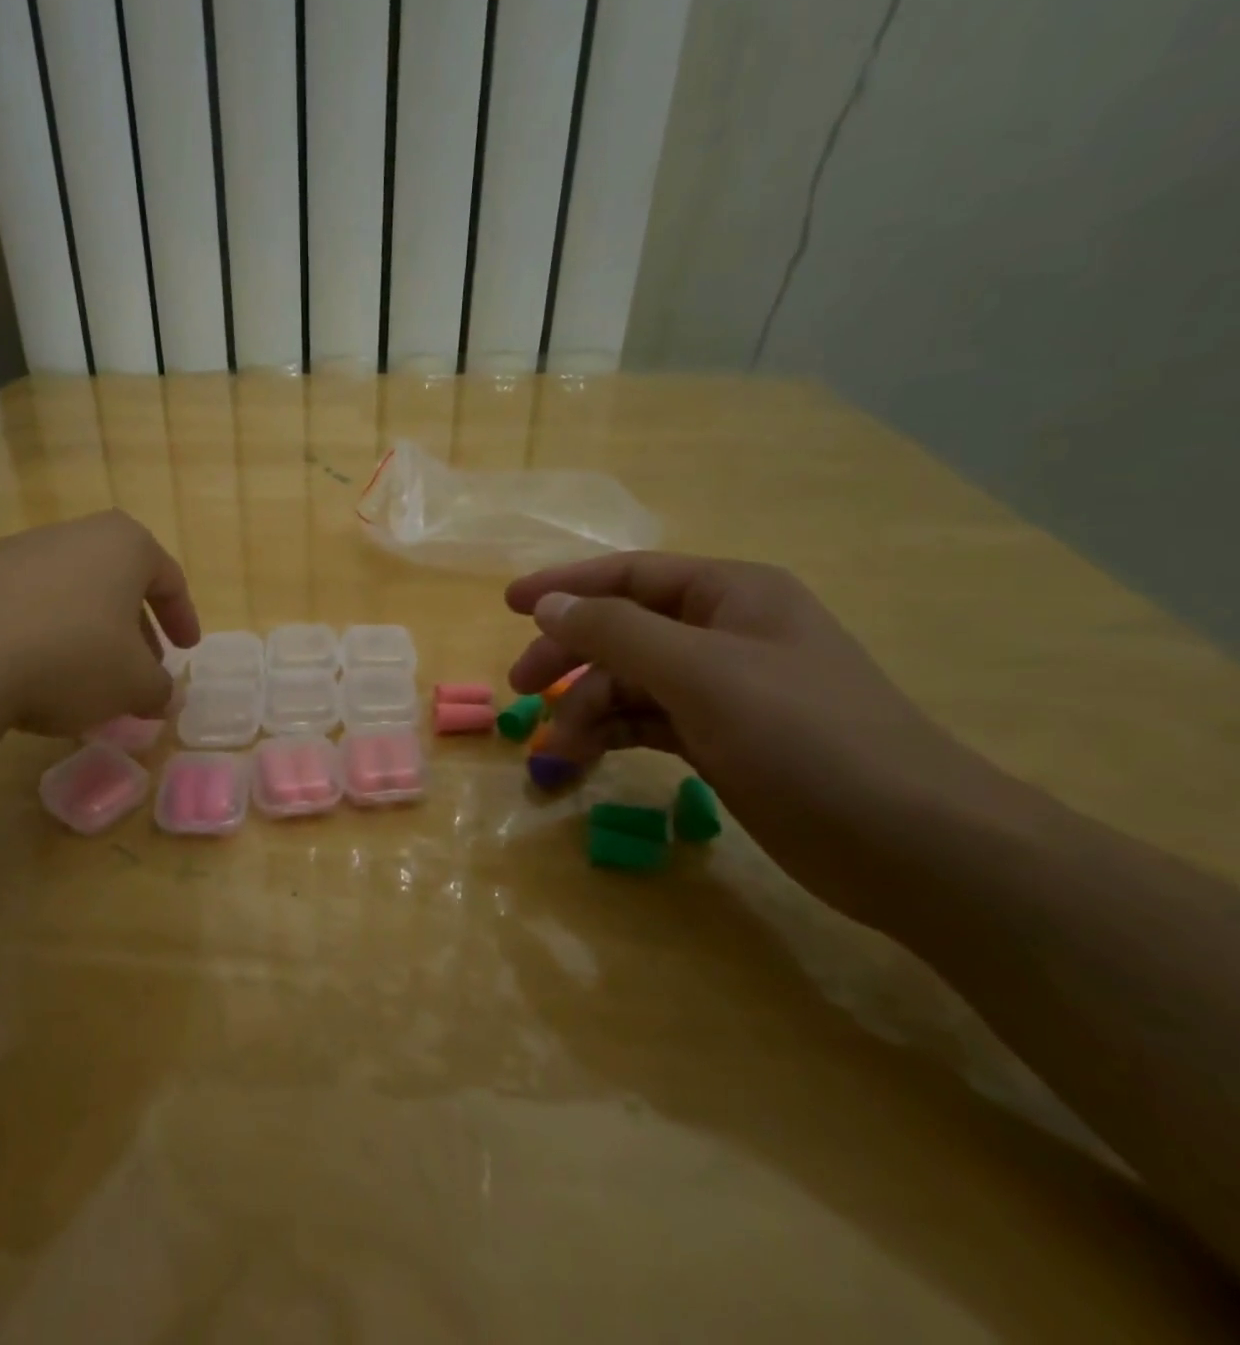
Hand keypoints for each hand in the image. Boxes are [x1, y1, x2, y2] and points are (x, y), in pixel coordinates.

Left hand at [0, 511, 200, 739]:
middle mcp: (72, 536)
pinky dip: (40, 639)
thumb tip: (164, 697)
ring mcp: (16, 552)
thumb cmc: (71, 655)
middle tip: (140, 673)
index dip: (183, 617)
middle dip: (134, 632)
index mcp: (123, 545)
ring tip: (85, 683)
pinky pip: (24, 608)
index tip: (187, 649)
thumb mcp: (133, 684)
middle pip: (117, 585)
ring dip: (86, 638)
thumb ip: (158, 689)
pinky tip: (31, 678)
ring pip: (70, 596)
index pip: (168, 578)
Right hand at [507, 553, 997, 923]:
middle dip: (570, 657)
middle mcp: (725, 634)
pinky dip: (613, 734)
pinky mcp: (722, 741)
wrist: (909, 844)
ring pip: (632, 683)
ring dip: (587, 708)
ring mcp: (724, 691)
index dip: (567, 586)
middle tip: (522, 689)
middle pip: (624, 631)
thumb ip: (615, 631)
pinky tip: (585, 756)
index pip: (630, 575)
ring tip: (556, 750)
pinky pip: (648, 722)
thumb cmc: (804, 736)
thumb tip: (548, 604)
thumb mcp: (699, 672)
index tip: (510, 604)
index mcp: (731, 595)